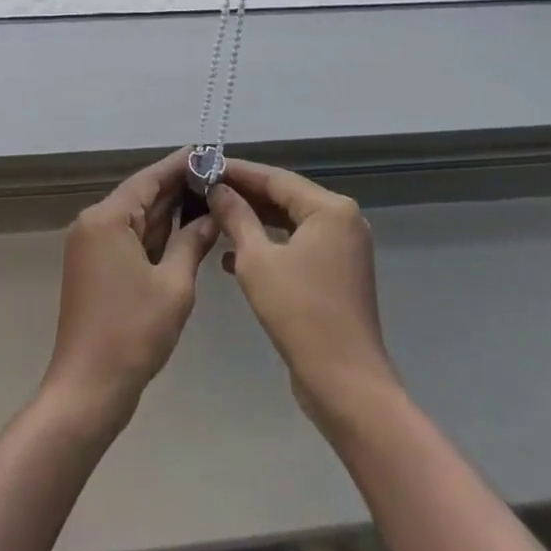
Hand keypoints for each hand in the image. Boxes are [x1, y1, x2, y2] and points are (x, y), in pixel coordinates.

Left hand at [42, 149, 221, 421]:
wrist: (87, 391)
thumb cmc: (133, 334)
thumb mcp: (174, 285)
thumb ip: (192, 242)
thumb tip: (211, 215)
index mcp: (108, 218)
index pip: (150, 178)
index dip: (181, 164)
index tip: (209, 151)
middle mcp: (95, 223)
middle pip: (142, 195)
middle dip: (179, 188)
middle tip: (218, 177)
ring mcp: (91, 246)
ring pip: (137, 218)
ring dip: (169, 212)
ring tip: (210, 198)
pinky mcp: (95, 267)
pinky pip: (130, 238)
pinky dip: (156, 235)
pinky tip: (186, 231)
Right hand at [209, 160, 397, 427]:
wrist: (345, 384)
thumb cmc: (300, 313)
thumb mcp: (257, 261)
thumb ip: (236, 217)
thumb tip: (217, 189)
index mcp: (330, 208)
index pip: (276, 178)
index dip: (238, 172)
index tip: (205, 166)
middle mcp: (343, 220)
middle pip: (285, 197)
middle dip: (245, 196)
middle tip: (205, 190)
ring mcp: (344, 248)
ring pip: (290, 223)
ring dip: (254, 222)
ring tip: (214, 219)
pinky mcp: (338, 273)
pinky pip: (298, 246)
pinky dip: (270, 247)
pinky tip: (233, 258)